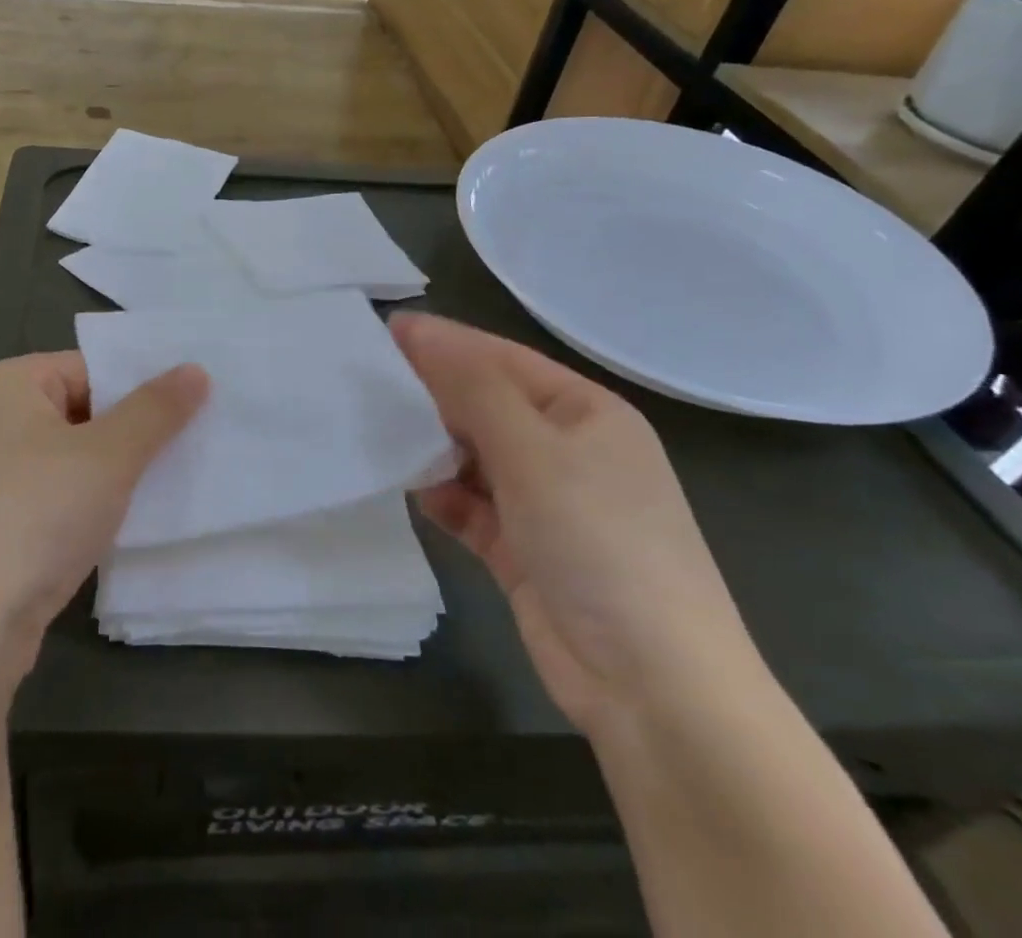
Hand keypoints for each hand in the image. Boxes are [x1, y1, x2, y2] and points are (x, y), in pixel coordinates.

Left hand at [0, 352, 208, 693]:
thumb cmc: (32, 517)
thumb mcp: (108, 456)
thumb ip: (155, 410)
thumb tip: (194, 369)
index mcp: (5, 384)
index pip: (89, 367)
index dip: (139, 388)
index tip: (192, 412)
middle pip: (76, 414)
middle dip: (128, 438)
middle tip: (188, 453)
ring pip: (62, 465)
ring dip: (106, 481)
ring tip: (163, 494)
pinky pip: (43, 506)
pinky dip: (77, 515)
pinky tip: (114, 535)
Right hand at [394, 314, 764, 739]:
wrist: (654, 690)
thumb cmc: (599, 543)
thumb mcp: (533, 452)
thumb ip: (471, 387)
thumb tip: (420, 330)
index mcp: (586, 413)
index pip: (502, 360)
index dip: (445, 342)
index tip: (383, 330)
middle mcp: (568, 451)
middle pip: (487, 406)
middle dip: (433, 395)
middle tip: (368, 383)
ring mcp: (547, 503)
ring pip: (474, 456)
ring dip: (434, 448)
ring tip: (379, 435)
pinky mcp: (523, 549)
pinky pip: (471, 506)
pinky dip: (444, 497)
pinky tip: (416, 493)